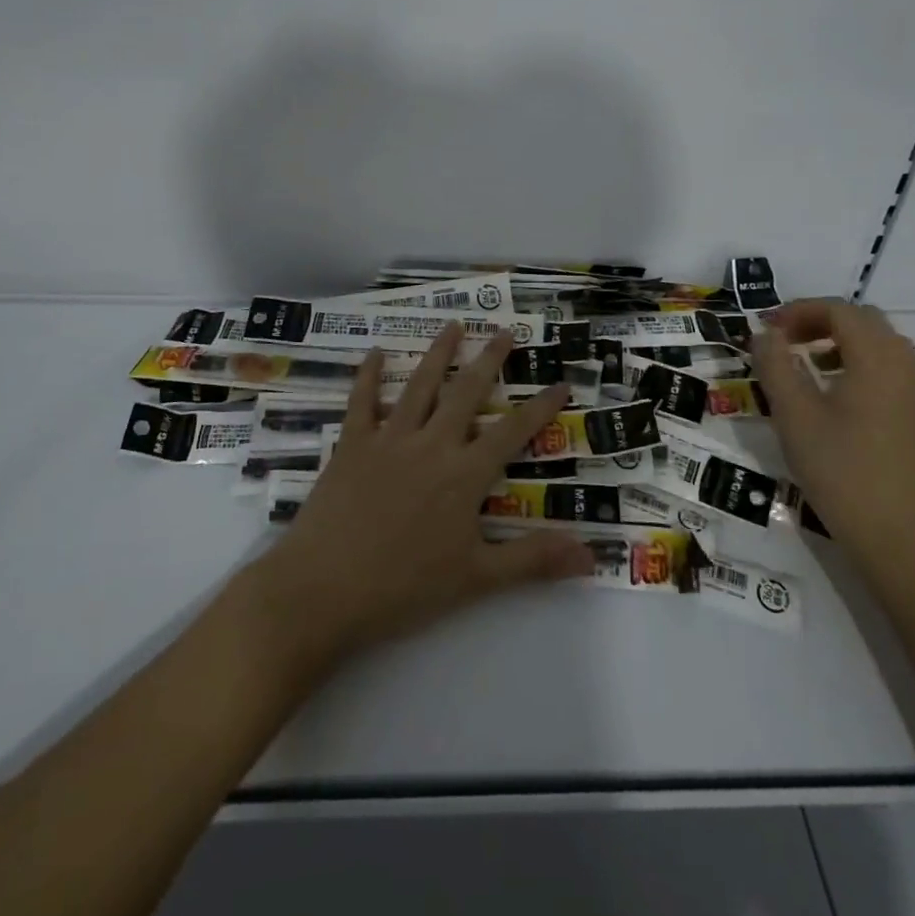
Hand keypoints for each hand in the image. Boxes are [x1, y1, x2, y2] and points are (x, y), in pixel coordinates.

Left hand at [251, 325, 594, 671]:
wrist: (322, 590)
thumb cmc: (403, 588)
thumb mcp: (476, 580)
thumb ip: (532, 560)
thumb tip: (592, 556)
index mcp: (464, 475)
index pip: (513, 432)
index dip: (541, 407)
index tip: (561, 382)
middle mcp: (431, 445)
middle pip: (466, 392)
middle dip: (489, 360)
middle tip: (505, 331)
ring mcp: (389, 439)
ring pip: (420, 386)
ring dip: (439, 353)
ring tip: (454, 325)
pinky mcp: (352, 444)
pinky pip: (362, 401)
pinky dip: (369, 375)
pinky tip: (376, 352)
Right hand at [753, 299, 914, 568]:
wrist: (898, 537)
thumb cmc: (840, 469)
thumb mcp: (793, 414)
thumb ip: (775, 365)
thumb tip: (765, 334)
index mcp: (875, 358)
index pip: (839, 310)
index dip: (799, 310)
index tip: (767, 329)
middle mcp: (902, 365)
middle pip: (862, 320)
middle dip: (820, 320)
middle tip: (784, 340)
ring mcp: (914, 392)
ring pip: (878, 344)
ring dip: (839, 341)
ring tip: (804, 364)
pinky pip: (886, 369)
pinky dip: (856, 363)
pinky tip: (831, 395)